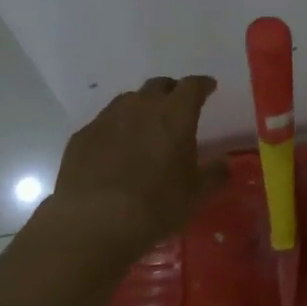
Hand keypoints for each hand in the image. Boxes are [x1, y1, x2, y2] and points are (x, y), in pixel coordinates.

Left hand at [48, 75, 229, 259]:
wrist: (94, 221)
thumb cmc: (156, 205)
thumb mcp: (196, 194)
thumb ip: (214, 174)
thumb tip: (224, 164)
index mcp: (175, 115)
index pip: (192, 86)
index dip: (202, 85)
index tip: (209, 88)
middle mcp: (141, 107)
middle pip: (158, 85)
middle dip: (171, 91)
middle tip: (177, 106)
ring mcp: (107, 118)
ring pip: (128, 101)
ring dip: (141, 107)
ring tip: (145, 126)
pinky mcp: (82, 136)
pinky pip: (104, 123)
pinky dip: (115, 129)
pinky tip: (114, 150)